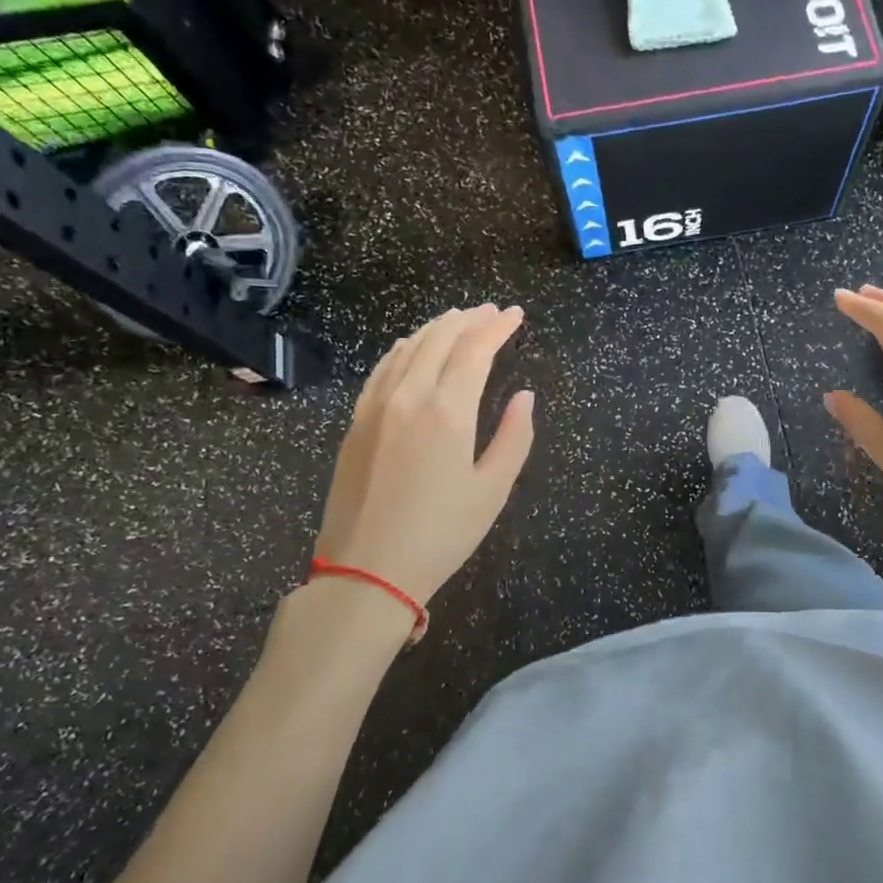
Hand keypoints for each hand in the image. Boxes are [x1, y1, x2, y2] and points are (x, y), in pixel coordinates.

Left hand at [315, 305, 534, 606]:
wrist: (366, 570)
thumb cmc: (441, 534)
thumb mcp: (492, 490)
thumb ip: (514, 437)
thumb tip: (524, 397)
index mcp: (447, 410)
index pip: (475, 349)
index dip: (497, 327)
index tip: (515, 315)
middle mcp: (409, 396)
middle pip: (439, 339)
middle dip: (468, 319)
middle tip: (490, 312)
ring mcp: (376, 406)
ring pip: (408, 348)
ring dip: (436, 328)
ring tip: (457, 319)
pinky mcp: (357, 422)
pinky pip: (382, 369)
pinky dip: (402, 349)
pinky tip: (410, 346)